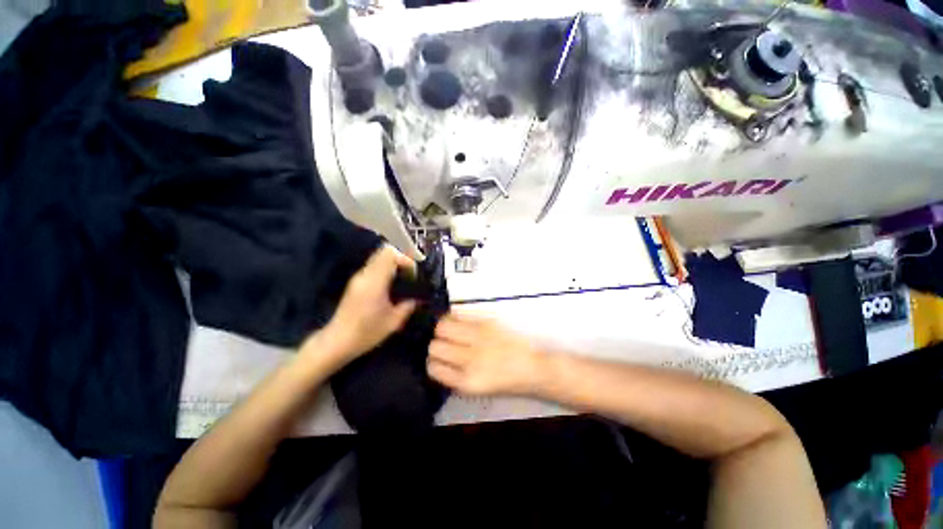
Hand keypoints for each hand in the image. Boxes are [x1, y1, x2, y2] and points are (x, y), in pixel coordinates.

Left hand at [308, 246, 417, 366]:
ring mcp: (359, 277)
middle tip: (411, 271)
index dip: (405, 258)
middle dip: (401, 257)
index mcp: (375, 282)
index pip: (390, 254)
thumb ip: (408, 306)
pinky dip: (386, 268)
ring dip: (393, 262)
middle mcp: (365, 275)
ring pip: (378, 257)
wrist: (337, 341)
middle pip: (384, 251)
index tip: (414, 272)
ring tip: (404, 276)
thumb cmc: (366, 333)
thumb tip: (418, 298)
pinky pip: (374, 266)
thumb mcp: (393, 322)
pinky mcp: (356, 282)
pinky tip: (392, 283)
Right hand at [426, 312, 545, 396]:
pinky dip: (454, 316)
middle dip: (436, 344)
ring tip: (449, 329)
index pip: (433, 367)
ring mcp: (478, 338)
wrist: (533, 368)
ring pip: (442, 326)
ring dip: (442, 328)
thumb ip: (454, 376)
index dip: (433, 361)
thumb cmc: (506, 381)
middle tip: (444, 343)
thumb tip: (437, 360)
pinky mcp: (487, 322)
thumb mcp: (476, 388)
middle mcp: (469, 360)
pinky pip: (459, 313)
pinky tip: (458, 319)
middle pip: (435, 346)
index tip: (437, 358)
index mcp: (466, 383)